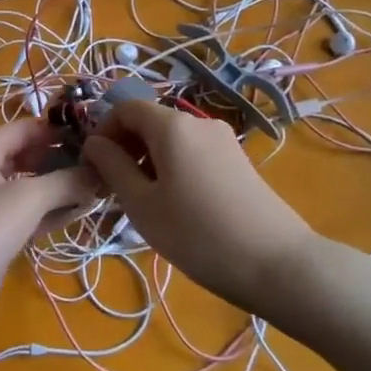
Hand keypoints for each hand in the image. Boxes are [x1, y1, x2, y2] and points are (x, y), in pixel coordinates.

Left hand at [0, 118, 97, 351]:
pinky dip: (50, 213)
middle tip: (101, 164)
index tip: (94, 134)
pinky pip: (27, 216)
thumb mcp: (27, 199)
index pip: (23, 129)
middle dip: (61, 160)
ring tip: (98, 188)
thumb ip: (66, 181)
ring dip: (60, 189)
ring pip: (29, 189)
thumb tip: (100, 171)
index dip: (57, 129)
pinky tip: (78, 214)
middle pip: (27, 157)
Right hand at [81, 100, 319, 317]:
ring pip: (172, 140)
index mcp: (172, 125)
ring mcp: (223, 140)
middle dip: (126, 147)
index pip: (126, 108)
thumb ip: (113, 167)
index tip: (94, 166)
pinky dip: (174, 168)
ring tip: (144, 203)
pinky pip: (194, 153)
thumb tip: (94, 143)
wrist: (277, 263)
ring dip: (149, 161)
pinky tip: (176, 206)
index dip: (104, 131)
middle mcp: (198, 122)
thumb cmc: (197, 234)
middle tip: (114, 189)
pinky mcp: (238, 161)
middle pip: (150, 122)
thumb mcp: (143, 204)